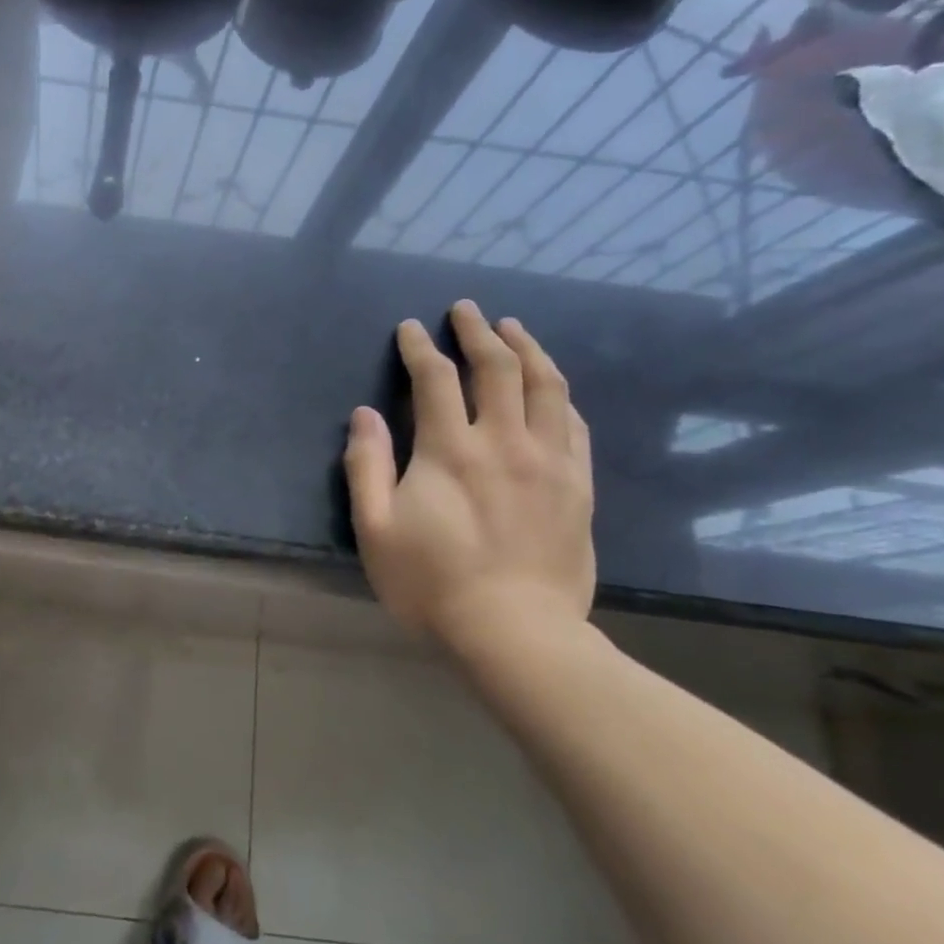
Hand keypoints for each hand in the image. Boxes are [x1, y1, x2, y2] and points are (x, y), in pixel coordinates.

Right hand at [344, 300, 595, 649]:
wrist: (515, 634)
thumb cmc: (431, 583)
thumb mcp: (375, 528)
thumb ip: (367, 465)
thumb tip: (365, 414)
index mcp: (450, 450)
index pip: (435, 379)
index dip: (421, 348)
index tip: (412, 327)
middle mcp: (505, 442)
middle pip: (497, 369)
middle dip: (478, 332)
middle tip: (466, 310)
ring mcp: (549, 462)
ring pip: (547, 386)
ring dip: (528, 348)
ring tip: (514, 328)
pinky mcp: (578, 485)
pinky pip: (575, 424)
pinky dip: (559, 394)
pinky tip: (551, 387)